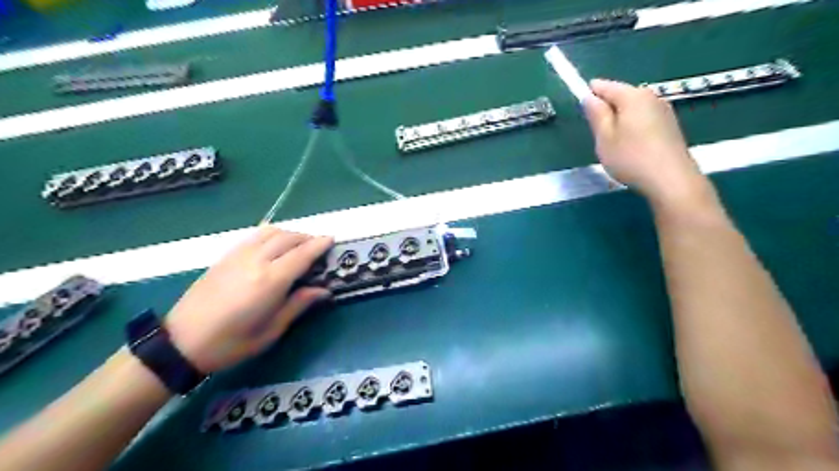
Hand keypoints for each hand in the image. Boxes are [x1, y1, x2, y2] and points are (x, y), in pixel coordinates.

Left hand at [163, 227, 335, 373]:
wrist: (180, 342)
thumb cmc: (231, 343)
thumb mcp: (271, 331)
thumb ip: (298, 305)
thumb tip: (323, 290)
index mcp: (270, 281)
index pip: (302, 254)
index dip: (319, 245)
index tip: (332, 240)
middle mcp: (256, 261)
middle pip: (288, 238)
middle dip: (307, 238)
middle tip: (319, 247)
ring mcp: (238, 256)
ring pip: (271, 232)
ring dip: (290, 234)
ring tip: (299, 245)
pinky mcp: (226, 257)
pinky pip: (254, 236)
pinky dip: (271, 235)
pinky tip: (274, 246)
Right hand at [584, 78, 712, 204]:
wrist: (670, 179)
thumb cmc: (631, 157)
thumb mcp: (604, 137)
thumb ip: (596, 114)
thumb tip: (589, 97)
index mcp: (632, 96)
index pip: (605, 85)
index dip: (590, 93)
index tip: (581, 109)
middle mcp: (650, 96)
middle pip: (621, 95)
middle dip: (606, 108)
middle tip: (595, 131)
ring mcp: (663, 111)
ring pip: (633, 108)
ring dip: (619, 119)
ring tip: (611, 142)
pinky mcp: (670, 126)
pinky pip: (644, 119)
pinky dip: (632, 127)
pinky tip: (630, 146)